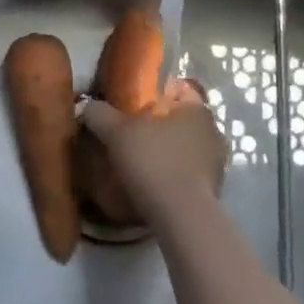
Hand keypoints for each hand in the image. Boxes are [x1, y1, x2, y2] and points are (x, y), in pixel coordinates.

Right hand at [81, 78, 226, 223]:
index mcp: (196, 108)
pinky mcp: (213, 189)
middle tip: (130, 133)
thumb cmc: (152, 160)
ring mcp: (216, 162)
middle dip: (158, 124)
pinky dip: (172, 173)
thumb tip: (87, 106)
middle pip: (180, 119)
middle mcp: (213, 131)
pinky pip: (188, 172)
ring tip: (139, 161)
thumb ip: (100, 114)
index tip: (131, 104)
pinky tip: (152, 182)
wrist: (180, 215)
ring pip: (185, 146)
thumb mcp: (116, 132)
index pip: (178, 89)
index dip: (153, 93)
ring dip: (166, 150)